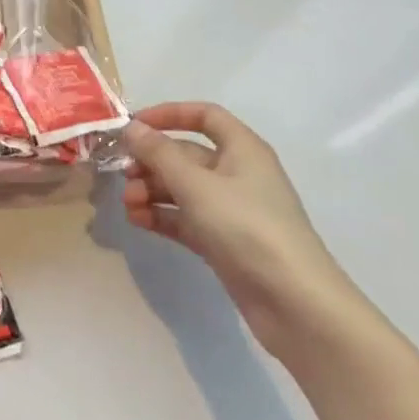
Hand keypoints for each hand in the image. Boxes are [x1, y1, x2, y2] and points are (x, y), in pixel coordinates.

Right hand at [121, 102, 368, 363]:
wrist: (295, 304)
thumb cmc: (247, 227)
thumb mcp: (196, 184)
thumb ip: (158, 153)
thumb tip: (130, 127)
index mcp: (242, 149)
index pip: (205, 116)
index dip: (169, 114)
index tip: (135, 125)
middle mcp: (238, 173)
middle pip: (186, 154)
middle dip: (151, 161)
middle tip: (123, 174)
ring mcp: (231, 210)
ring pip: (182, 188)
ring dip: (151, 191)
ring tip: (128, 205)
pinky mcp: (224, 242)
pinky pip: (185, 218)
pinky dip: (162, 216)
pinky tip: (138, 222)